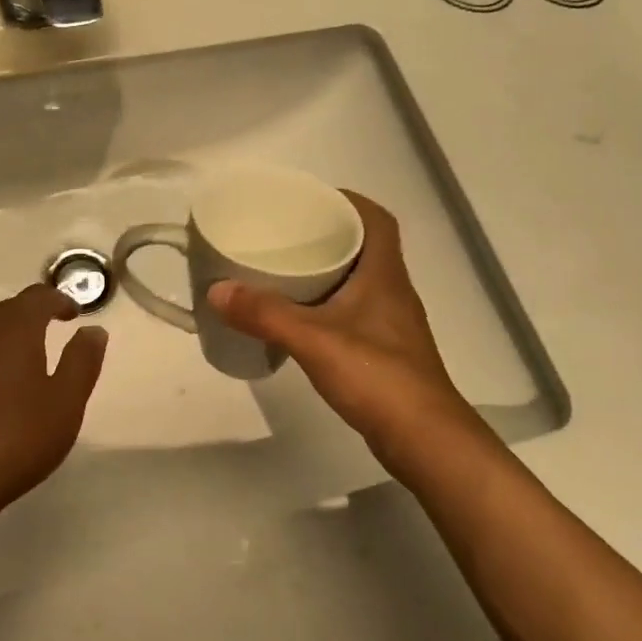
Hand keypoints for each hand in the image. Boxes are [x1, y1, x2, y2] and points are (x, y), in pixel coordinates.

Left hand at [0, 284, 107, 533]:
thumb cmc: (15, 438)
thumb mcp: (65, 403)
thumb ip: (82, 361)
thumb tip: (92, 329)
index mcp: (13, 331)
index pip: (36, 297)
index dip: (58, 299)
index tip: (74, 313)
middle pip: (7, 311)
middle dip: (31, 314)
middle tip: (53, 329)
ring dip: (7, 338)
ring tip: (27, 362)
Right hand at [207, 192, 485, 468]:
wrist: (424, 441)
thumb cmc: (377, 377)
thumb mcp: (314, 340)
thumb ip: (265, 315)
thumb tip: (217, 289)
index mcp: (384, 275)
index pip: (377, 220)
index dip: (348, 201)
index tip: (311, 199)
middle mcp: (392, 292)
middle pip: (364, 247)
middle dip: (328, 234)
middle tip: (285, 234)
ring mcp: (390, 325)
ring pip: (358, 282)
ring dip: (327, 271)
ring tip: (284, 270)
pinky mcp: (384, 353)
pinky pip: (353, 312)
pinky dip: (327, 306)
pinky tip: (299, 319)